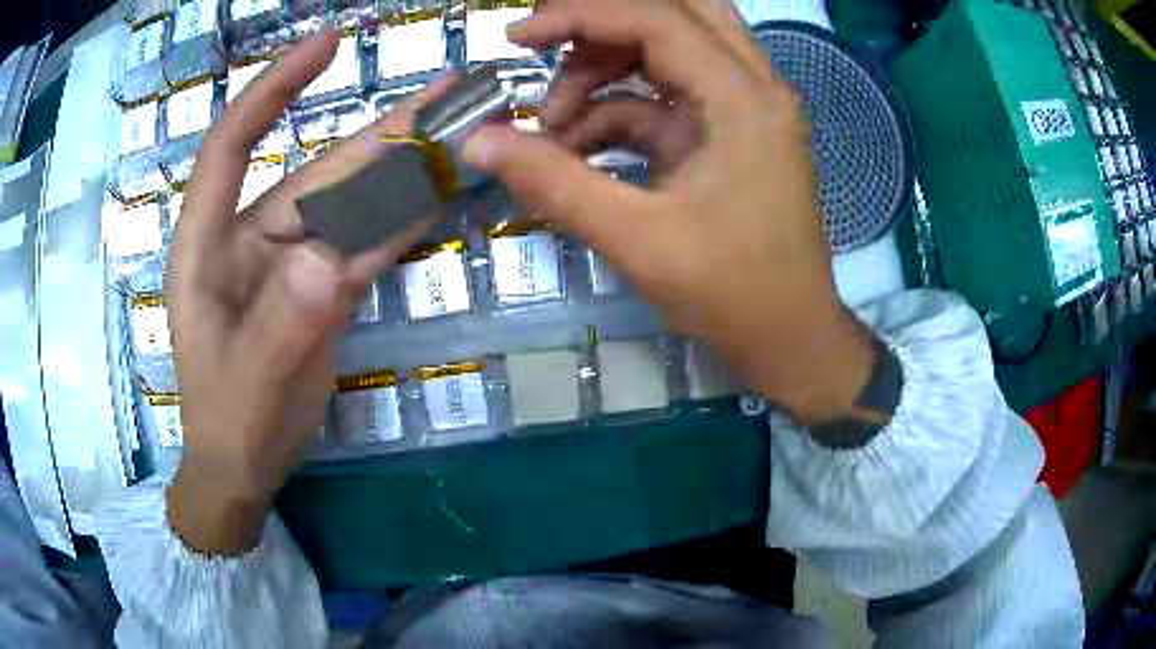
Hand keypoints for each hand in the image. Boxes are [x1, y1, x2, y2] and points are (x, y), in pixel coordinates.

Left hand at [166, 31, 449, 553]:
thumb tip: (331, 262)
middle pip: (320, 170)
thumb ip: (282, 326)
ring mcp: (294, 260)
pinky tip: (443, 192)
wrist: (243, 464)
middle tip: (450, 92)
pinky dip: (404, 219)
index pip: (234, 143)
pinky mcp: (323, 285)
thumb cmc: (227, 421)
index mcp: (209, 243)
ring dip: (407, 168)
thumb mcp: (246, 384)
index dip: (275, 88)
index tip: (328, 44)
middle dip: (384, 130)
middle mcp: (253, 235)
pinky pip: (367, 244)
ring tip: (463, 129)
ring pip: (353, 203)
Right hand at [464, 0, 874, 424]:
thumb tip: (477, 141)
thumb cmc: (731, 296)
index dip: (581, 17)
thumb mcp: (636, 240)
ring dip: (607, 71)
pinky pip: (668, 96)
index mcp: (743, 101)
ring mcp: (746, 109)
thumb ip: (553, 182)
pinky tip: (578, 149)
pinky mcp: (732, 134)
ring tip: (554, 124)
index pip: (657, 21)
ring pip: (672, 49)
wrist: (791, 340)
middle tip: (542, 45)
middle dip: (601, 25)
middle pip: (675, 15)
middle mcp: (754, 88)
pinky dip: (620, 111)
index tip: (516, 38)